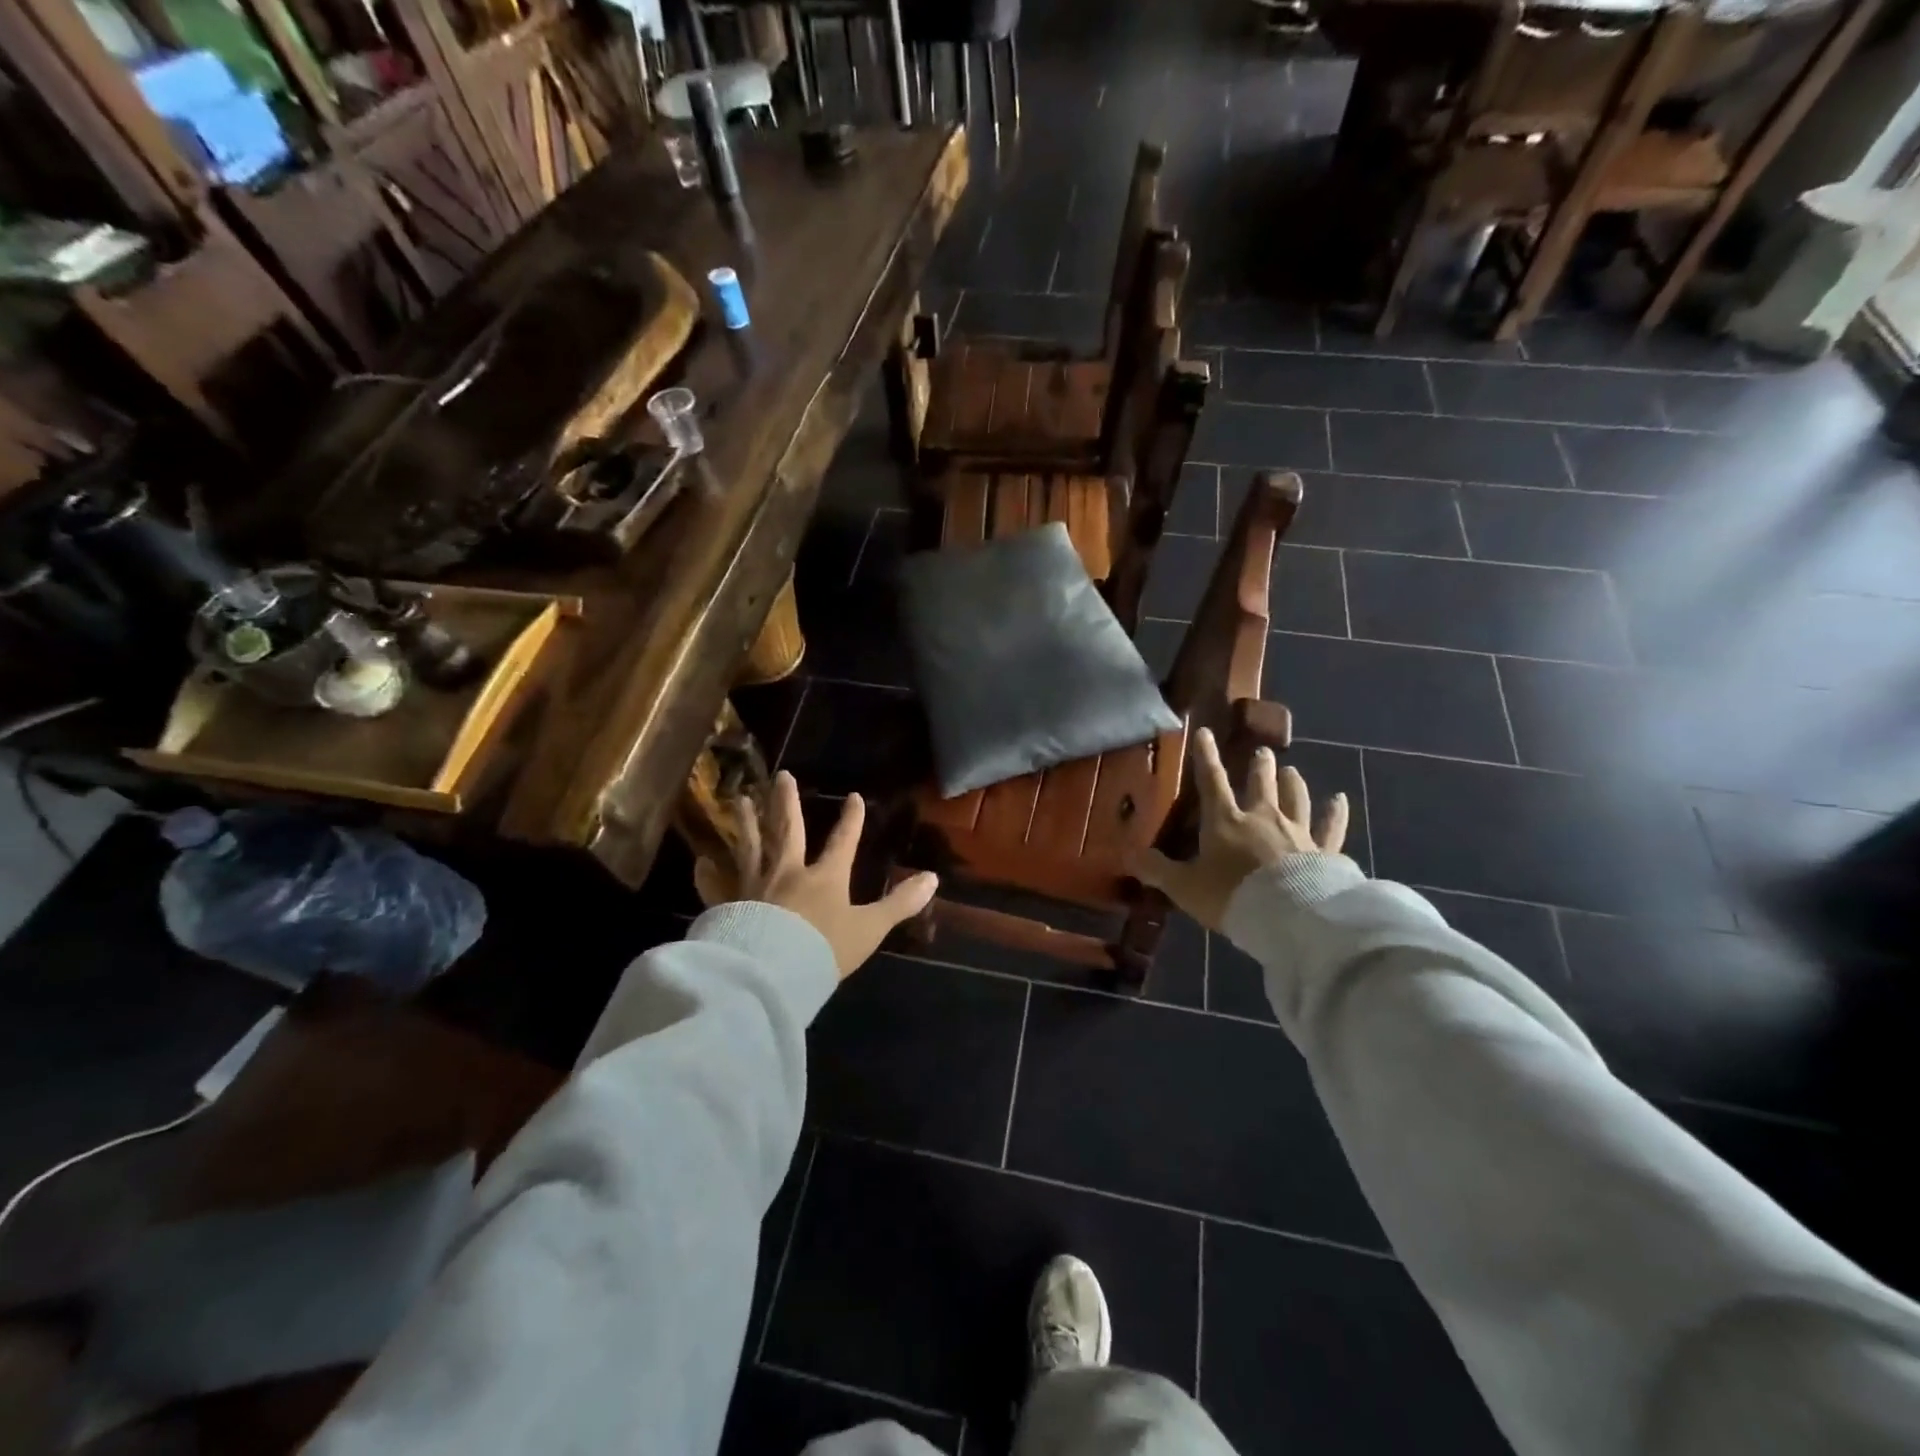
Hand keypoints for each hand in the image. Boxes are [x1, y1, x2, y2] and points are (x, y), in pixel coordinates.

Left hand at [695, 772, 938, 977]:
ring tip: (739, 800)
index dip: (851, 819)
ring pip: (750, 847)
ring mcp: (754, 887)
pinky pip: (715, 887)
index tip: (855, 796)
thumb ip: (900, 904)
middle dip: (787, 803)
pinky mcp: (728, 906)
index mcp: (824, 877)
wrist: (771, 974)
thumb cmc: (823, 950)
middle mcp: (788, 873)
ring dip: (746, 823)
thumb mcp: (869, 928)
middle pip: (788, 830)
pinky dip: (706, 876)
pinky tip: (698, 863)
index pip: (842, 841)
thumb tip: (934, 878)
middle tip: (781, 776)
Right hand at [1133, 727, 1349, 929]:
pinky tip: (1340, 800)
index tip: (1205, 733)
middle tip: (1263, 753)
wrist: (1289, 916)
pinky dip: (1335, 814)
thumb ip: (1158, 870)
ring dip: (1292, 783)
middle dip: (1259, 767)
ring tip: (1292, 770)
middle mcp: (1262, 818)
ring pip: (1295, 799)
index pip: (1212, 782)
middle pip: (1261, 784)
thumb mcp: (1185, 887)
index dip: (1206, 757)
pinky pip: (1331, 828)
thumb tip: (1130, 856)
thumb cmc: (1232, 896)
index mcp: (1225, 821)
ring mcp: (1296, 832)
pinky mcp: (1324, 851)